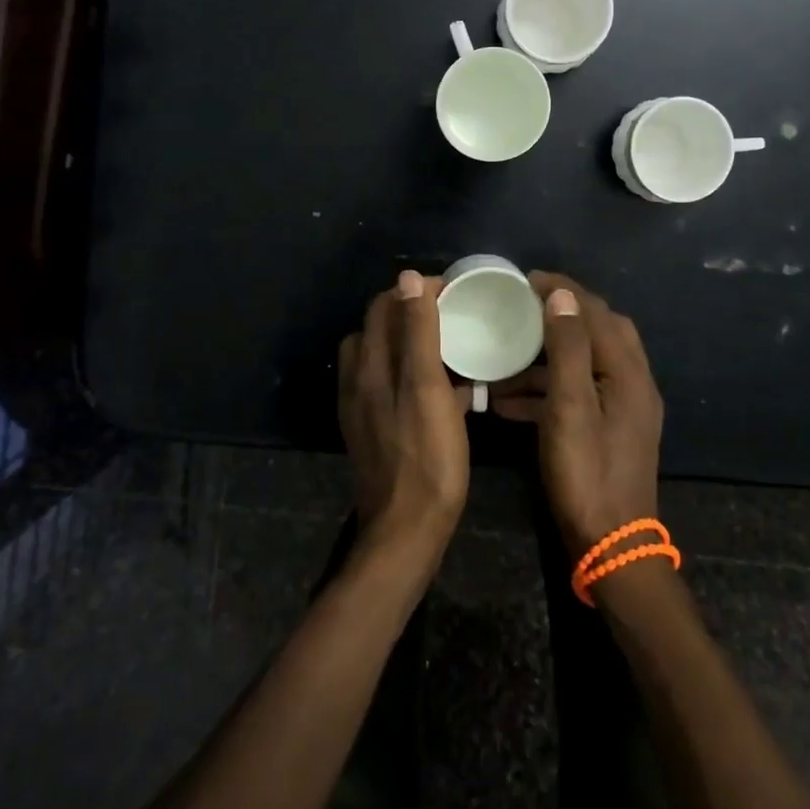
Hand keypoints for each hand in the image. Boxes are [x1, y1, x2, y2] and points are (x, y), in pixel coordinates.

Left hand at [338, 270, 470, 561]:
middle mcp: (358, 381)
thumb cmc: (427, 457)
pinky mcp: (374, 430)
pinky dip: (409, 374)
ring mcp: (363, 408)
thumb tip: (409, 278)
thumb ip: (418, 331)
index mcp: (369, 365)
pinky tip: (441, 391)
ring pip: (383, 358)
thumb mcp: (427, 387)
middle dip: (410, 313)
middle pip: (378, 330)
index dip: (414, 292)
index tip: (451, 292)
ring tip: (446, 347)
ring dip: (409, 343)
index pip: (383, 306)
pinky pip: (390, 386)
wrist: (406, 530)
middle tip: (451, 315)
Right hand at [494, 273, 664, 557]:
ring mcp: (624, 408)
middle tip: (522, 308)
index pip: (596, 312)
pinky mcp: (611, 429)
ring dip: (548, 355)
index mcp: (628, 371)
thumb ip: (568, 348)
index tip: (525, 279)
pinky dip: (547, 388)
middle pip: (598, 331)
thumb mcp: (570, 407)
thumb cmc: (587, 474)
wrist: (611, 547)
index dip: (562, 290)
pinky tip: (508, 401)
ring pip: (585, 363)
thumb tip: (562, 296)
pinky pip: (579, 393)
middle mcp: (633, 382)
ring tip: (505, 355)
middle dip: (560, 315)